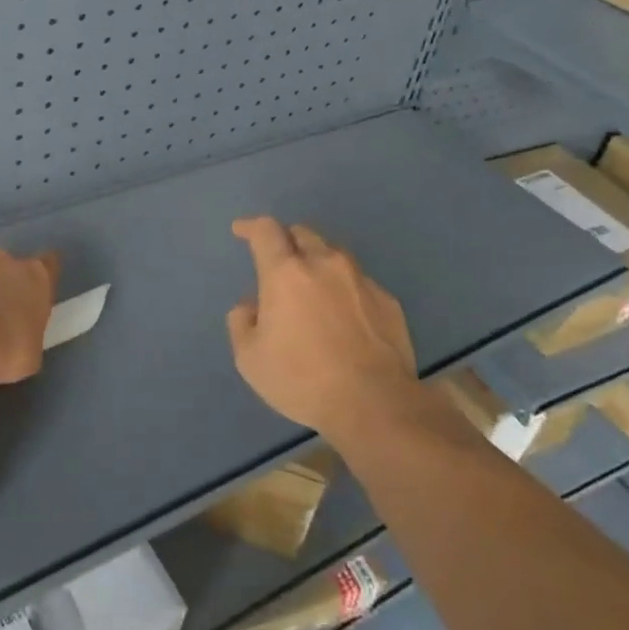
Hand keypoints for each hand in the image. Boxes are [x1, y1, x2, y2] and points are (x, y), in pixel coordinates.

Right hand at [226, 217, 416, 436]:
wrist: (374, 403)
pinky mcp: (387, 300)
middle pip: (303, 233)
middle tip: (277, 260)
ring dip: (317, 260)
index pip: (265, 231)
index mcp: (286, 273)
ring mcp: (360, 280)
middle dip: (285, 240)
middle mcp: (325, 264)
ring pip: (334, 253)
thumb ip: (242, 322)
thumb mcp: (250, 358)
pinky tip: (342, 313)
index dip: (250, 226)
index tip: (241, 230)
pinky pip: (358, 281)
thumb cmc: (302, 379)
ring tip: (311, 284)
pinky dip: (343, 288)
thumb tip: (250, 305)